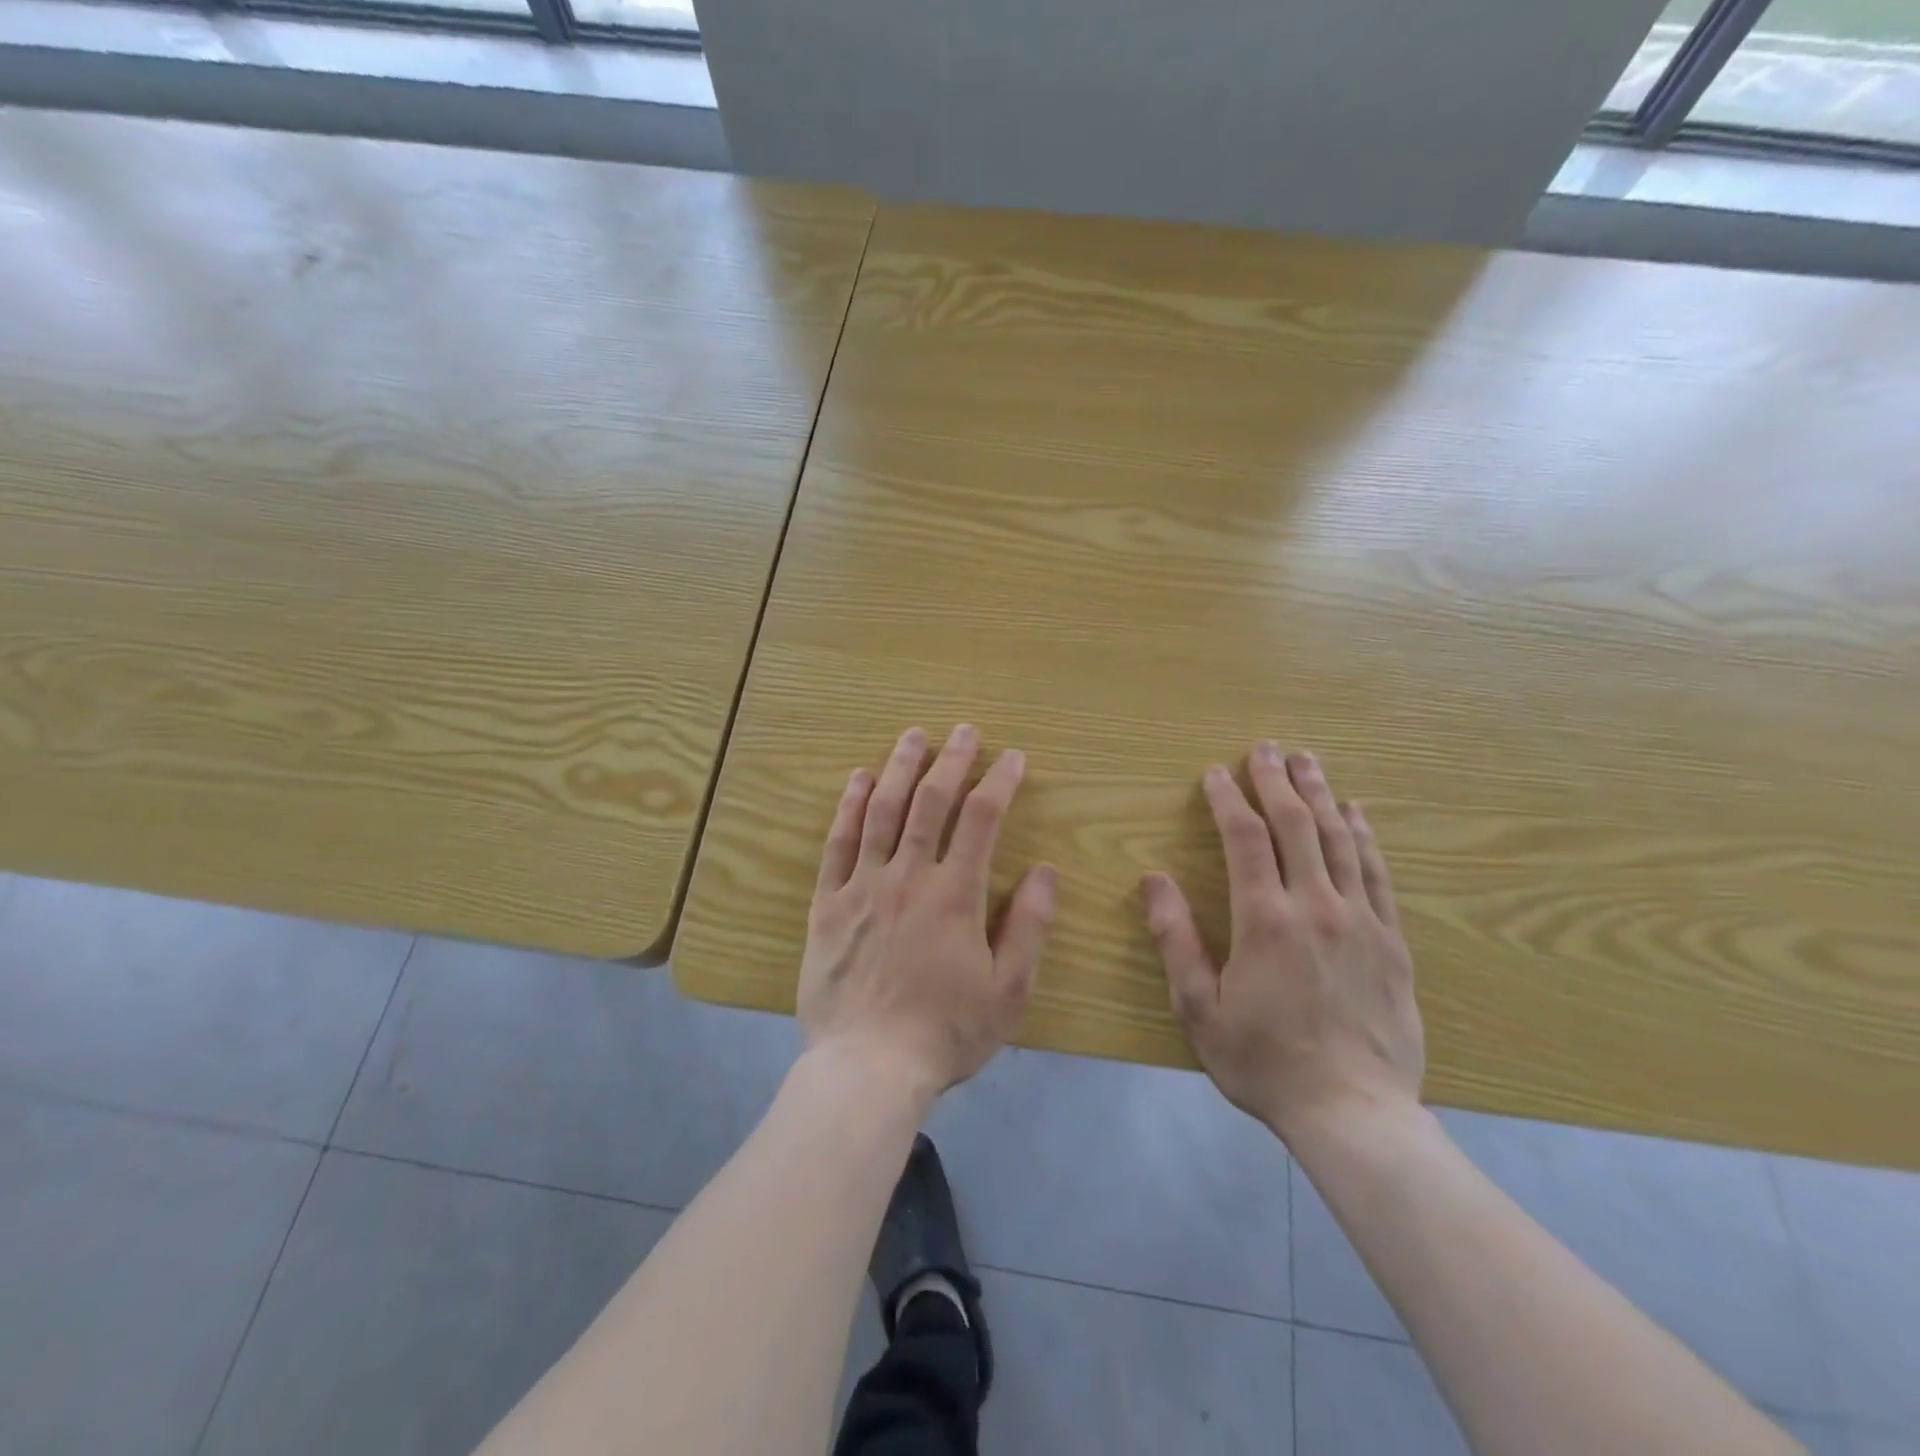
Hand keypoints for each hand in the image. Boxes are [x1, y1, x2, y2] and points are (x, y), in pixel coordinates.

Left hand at [800, 724, 1056, 1096]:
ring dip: (900, 768)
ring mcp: (863, 886)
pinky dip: (849, 807)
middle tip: (964, 730)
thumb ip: (1029, 926)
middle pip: (931, 802)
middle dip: (952, 760)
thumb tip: (1046, 870)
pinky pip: (838, 844)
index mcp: (955, 895)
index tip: (1012, 757)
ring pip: (882, 811)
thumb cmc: (945, 1032)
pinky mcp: (827, 904)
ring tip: (913, 735)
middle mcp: (909, 877)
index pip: (982, 820)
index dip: (999, 782)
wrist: (867, 1068)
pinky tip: (858, 780)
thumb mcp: (1008, 990)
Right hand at [1140, 743, 1422, 1142]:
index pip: (1244, 838)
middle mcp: (1315, 905)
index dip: (1227, 799)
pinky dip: (1365, 836)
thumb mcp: (1198, 1008)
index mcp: (1264, 919)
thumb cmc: (1263, 1061)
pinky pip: (1377, 873)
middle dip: (1276, 780)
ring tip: (1308, 761)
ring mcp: (1360, 920)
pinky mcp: (1392, 941)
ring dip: (1321, 794)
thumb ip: (1175, 938)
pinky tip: (1357, 813)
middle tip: (1264, 748)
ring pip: (1341, 839)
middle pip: (1296, 825)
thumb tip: (1153, 879)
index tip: (1215, 773)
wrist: (1354, 1113)